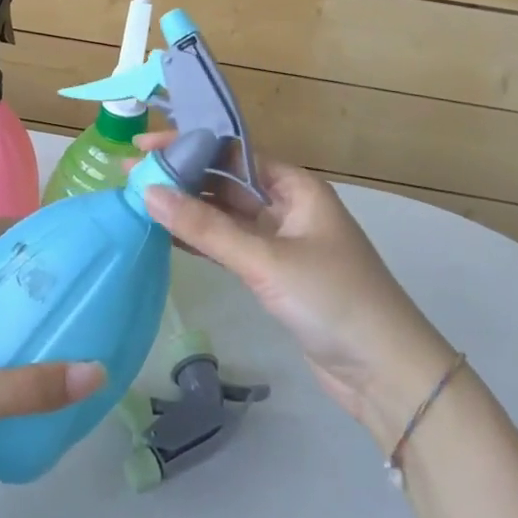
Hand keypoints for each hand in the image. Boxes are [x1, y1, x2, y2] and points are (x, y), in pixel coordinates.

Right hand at [137, 133, 454, 451]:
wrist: (386, 374)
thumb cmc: (333, 300)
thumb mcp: (265, 260)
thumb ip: (205, 229)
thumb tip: (148, 192)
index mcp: (294, 186)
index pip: (231, 152)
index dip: (187, 144)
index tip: (144, 143)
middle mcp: (286, 205)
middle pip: (225, 181)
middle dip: (181, 176)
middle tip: (130, 174)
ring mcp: (281, 241)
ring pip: (225, 215)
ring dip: (187, 209)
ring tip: (138, 200)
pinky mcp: (274, 274)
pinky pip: (229, 246)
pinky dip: (200, 241)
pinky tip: (165, 237)